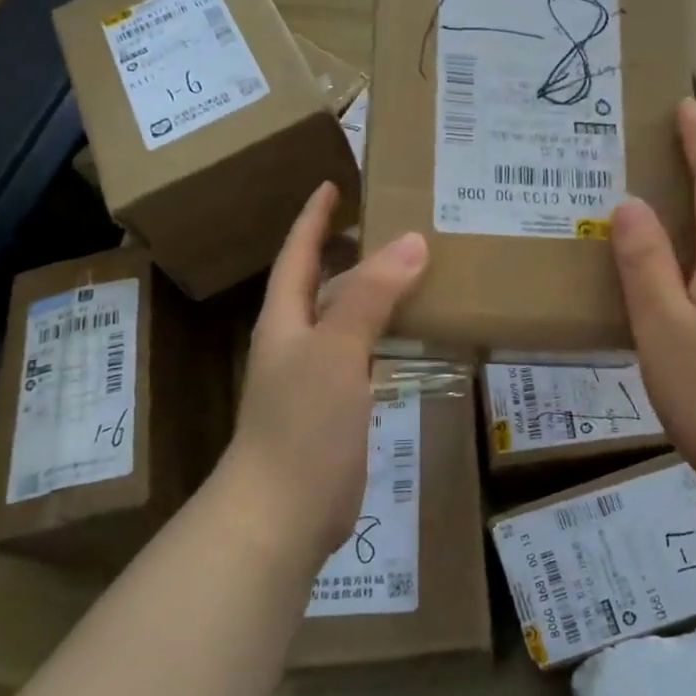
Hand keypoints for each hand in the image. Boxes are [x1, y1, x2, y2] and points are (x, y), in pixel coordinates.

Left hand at [223, 182, 427, 564]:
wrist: (282, 512)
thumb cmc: (301, 424)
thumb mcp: (336, 351)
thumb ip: (371, 297)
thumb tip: (411, 242)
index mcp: (285, 319)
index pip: (297, 253)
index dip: (314, 218)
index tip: (334, 183)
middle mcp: (296, 342)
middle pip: (321, 283)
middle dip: (349, 250)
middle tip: (392, 222)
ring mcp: (315, 377)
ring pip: (346, 320)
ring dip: (373, 293)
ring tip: (414, 268)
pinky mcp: (336, 408)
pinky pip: (362, 356)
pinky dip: (384, 335)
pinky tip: (411, 333)